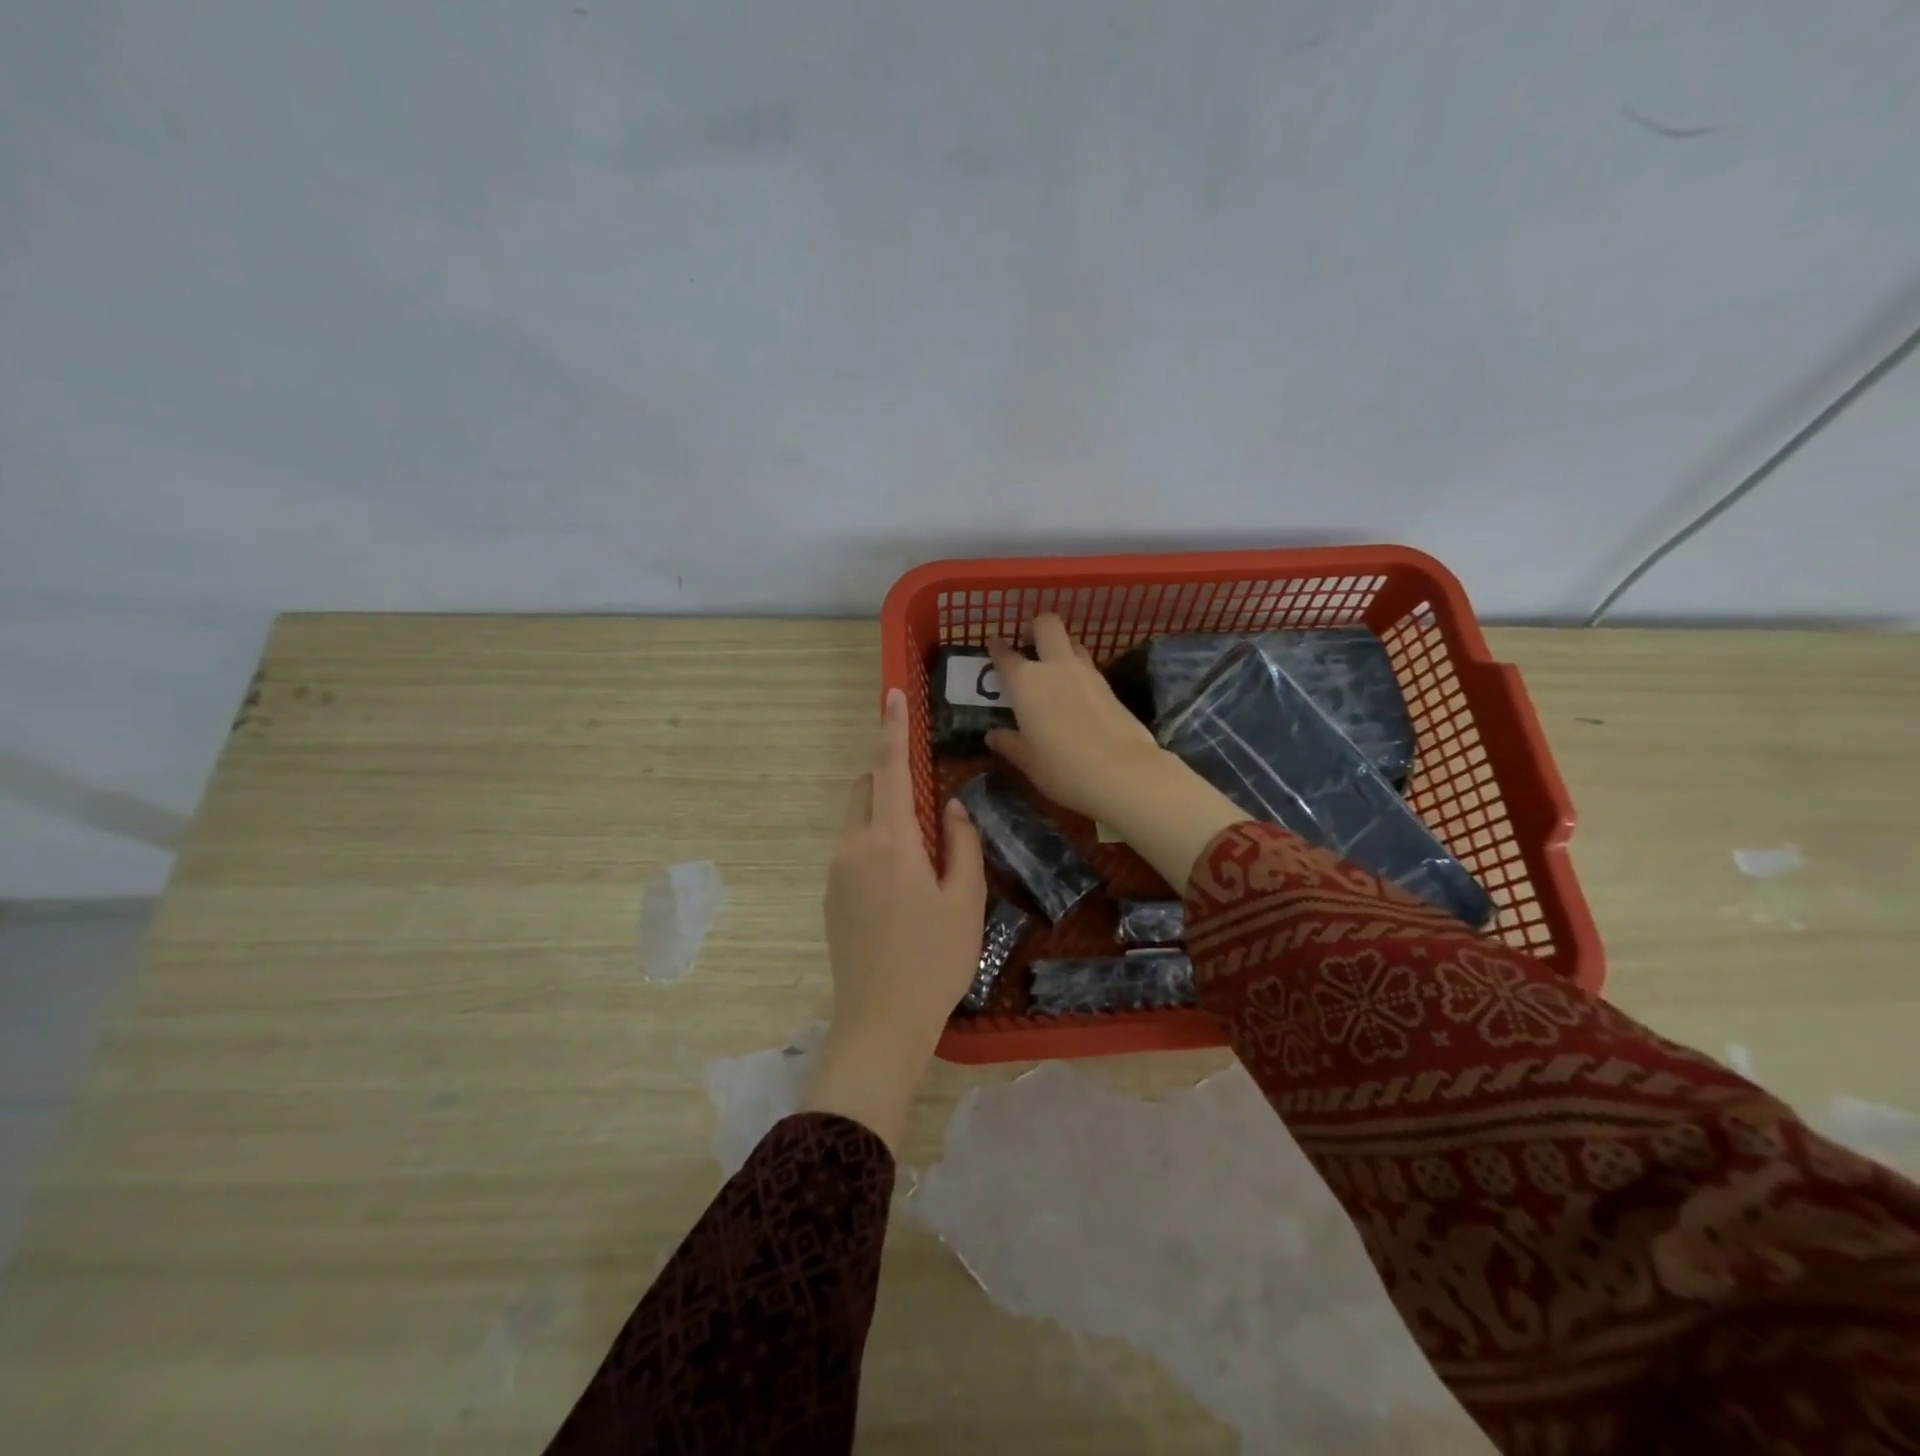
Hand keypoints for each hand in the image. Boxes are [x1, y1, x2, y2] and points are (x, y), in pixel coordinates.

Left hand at [802, 688, 986, 1151]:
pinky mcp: (831, 896)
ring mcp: (836, 872)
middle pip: (866, 789)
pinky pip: (853, 849)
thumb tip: (949, 805)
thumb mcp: (965, 901)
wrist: (879, 1023)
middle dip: (891, 779)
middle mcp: (853, 846)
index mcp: (890, 841)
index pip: (889, 768)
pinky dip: (876, 843)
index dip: (892, 728)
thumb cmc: (934, 961)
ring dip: (884, 815)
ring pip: (859, 819)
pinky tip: (903, 888)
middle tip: (930, 810)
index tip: (891, 694)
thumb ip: (961, 843)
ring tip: (923, 859)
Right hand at [985, 614, 1246, 892]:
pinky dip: (1078, 671)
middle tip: (1028, 643)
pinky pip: (1089, 666)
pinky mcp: (1110, 686)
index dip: (997, 648)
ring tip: (1052, 670)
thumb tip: (993, 735)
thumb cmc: (1063, 767)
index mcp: (1026, 682)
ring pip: (1072, 643)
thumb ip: (1009, 744)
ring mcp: (1087, 673)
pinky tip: (1075, 693)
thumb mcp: (1028, 761)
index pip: (1006, 655)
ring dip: (1060, 648)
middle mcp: (1056, 667)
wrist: (1123, 772)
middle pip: (1047, 624)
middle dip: (1035, 628)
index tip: (994, 645)